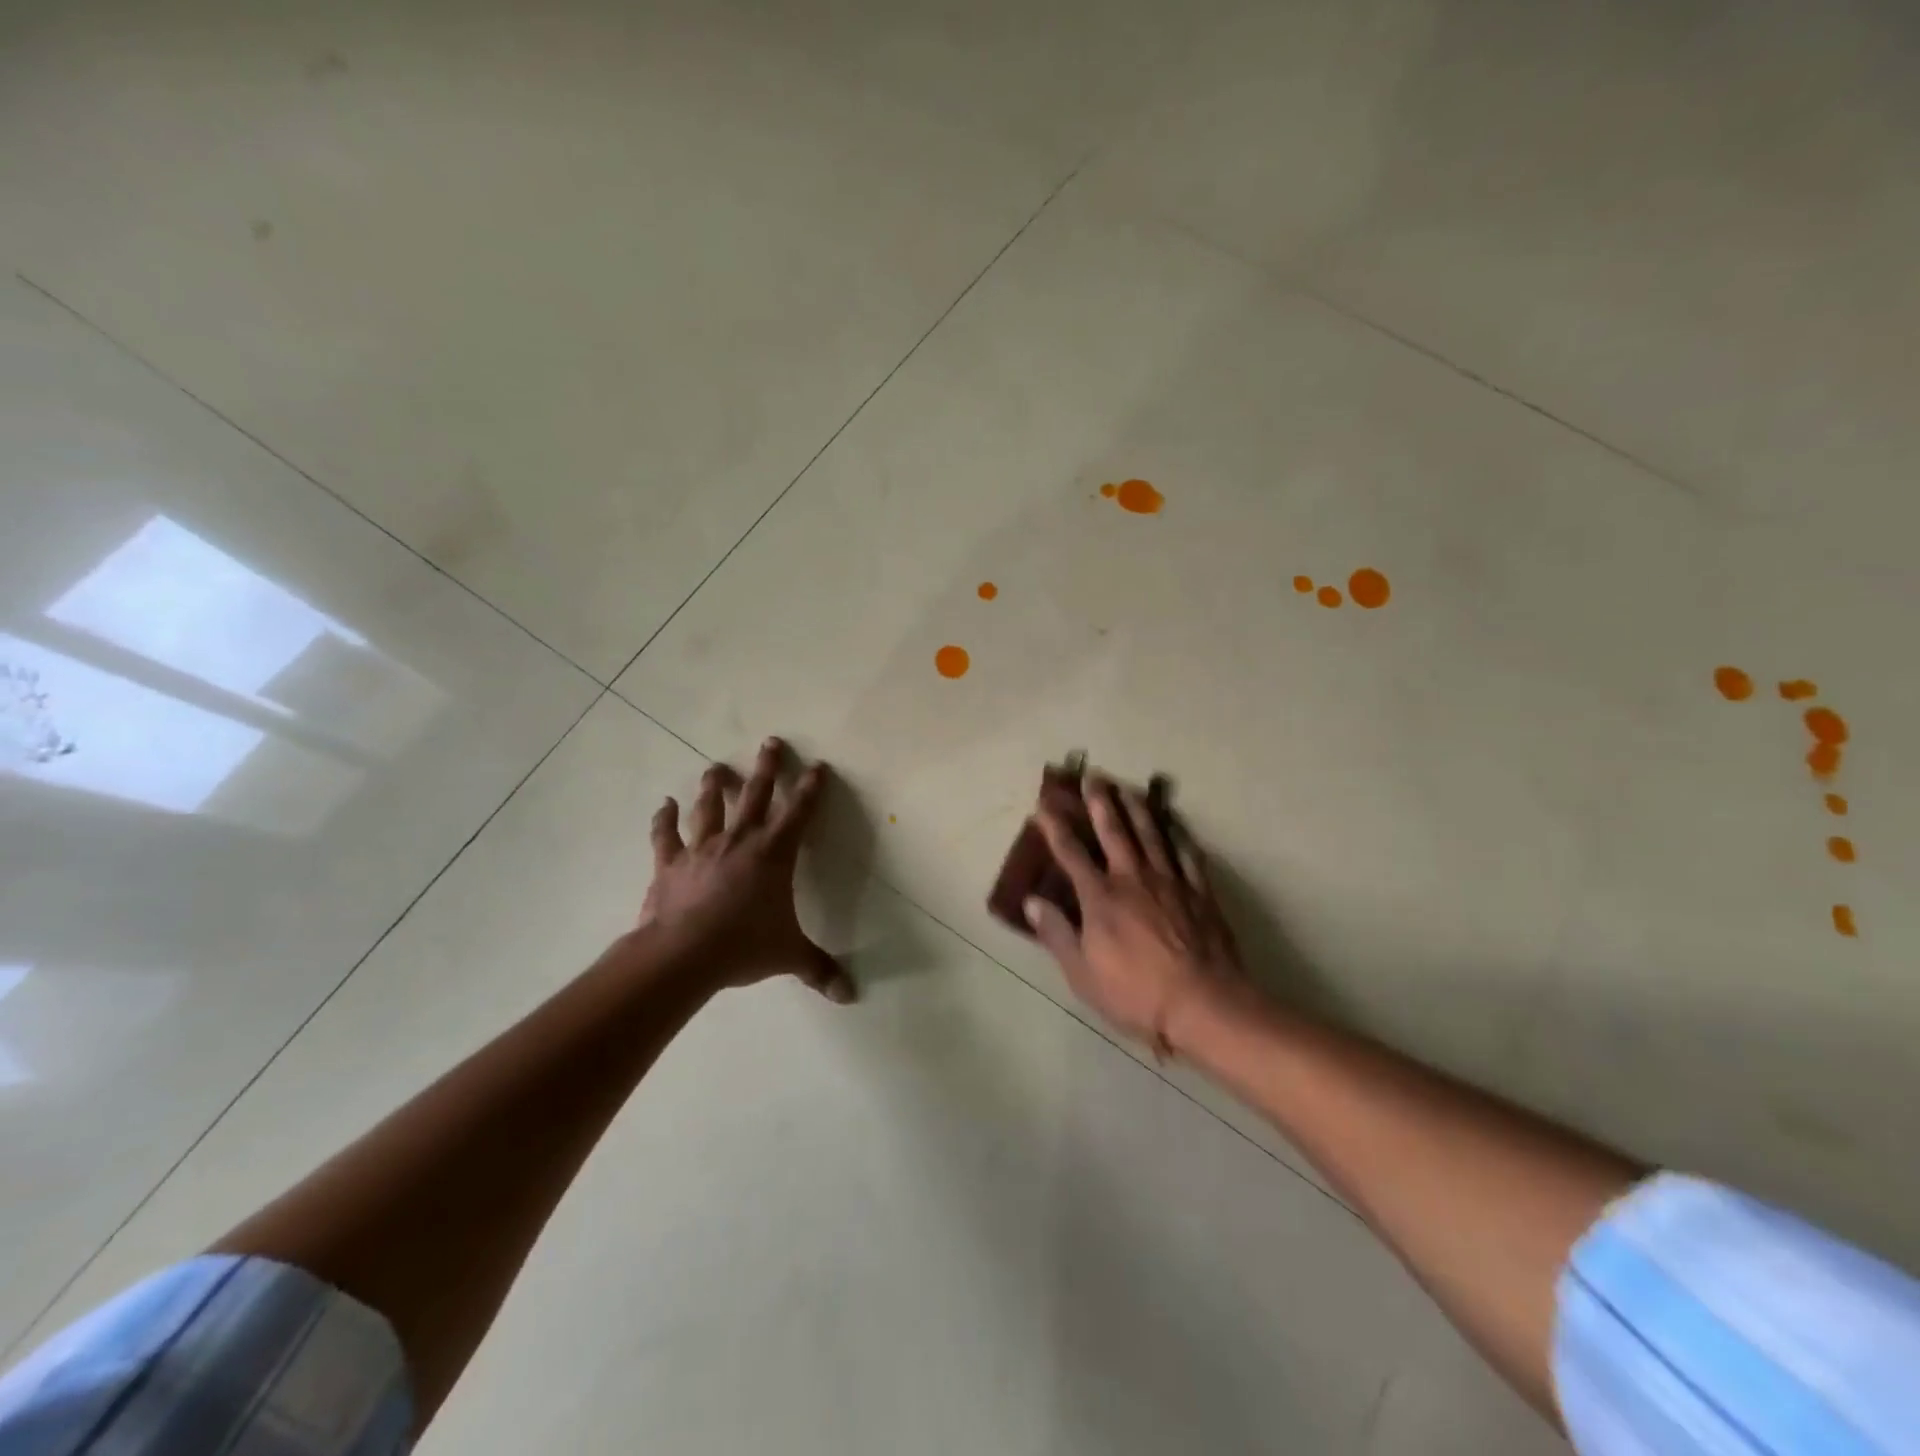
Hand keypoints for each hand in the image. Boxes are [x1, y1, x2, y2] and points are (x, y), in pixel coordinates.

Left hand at [638, 736, 856, 1002]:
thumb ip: (819, 969)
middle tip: (771, 742)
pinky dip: (664, 819)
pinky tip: (663, 804)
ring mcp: (702, 848)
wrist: (683, 955)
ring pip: (710, 807)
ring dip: (714, 786)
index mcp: (774, 855)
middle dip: (767, 768)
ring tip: (716, 766)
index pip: (799, 814)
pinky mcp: (670, 863)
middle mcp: (740, 841)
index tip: (819, 766)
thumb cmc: (743, 946)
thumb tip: (849, 995)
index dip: (811, 789)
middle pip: (756, 795)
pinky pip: (666, 835)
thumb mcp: (788, 956)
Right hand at [1025, 774, 1240, 1055]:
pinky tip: (1175, 824)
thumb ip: (1057, 933)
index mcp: (1100, 897)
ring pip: (1151, 834)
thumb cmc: (1135, 993)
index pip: (1071, 853)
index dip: (1055, 827)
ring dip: (1138, 808)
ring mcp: (1170, 881)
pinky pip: (1188, 855)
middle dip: (1101, 802)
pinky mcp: (1200, 892)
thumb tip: (1031, 901)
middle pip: (1114, 831)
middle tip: (1094, 776)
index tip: (1044, 805)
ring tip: (1130, 788)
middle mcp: (1133, 878)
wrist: (1203, 1004)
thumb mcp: (1082, 973)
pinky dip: (1179, 836)